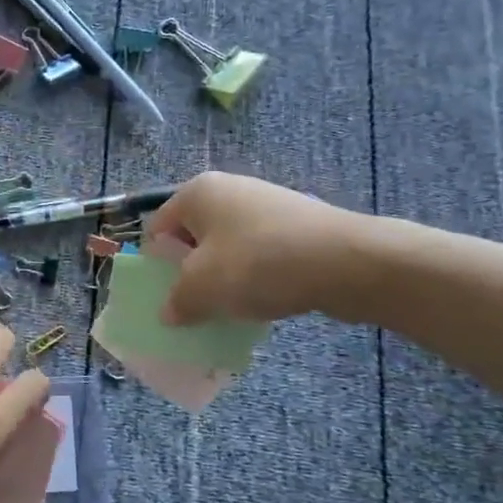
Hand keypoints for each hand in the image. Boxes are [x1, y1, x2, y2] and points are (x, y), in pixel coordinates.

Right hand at [145, 171, 381, 325]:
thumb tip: (168, 313)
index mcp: (197, 193)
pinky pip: (259, 253)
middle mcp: (228, 189)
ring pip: (227, 248)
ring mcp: (265, 205)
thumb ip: (177, 301)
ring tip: (228, 310)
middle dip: (189, 274)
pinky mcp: (295, 225)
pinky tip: (263, 302)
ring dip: (222, 279)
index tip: (165, 298)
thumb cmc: (259, 264)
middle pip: (192, 238)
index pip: (157, 229)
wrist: (347, 262)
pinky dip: (254, 277)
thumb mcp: (203, 288)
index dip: (155, 266)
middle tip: (193, 308)